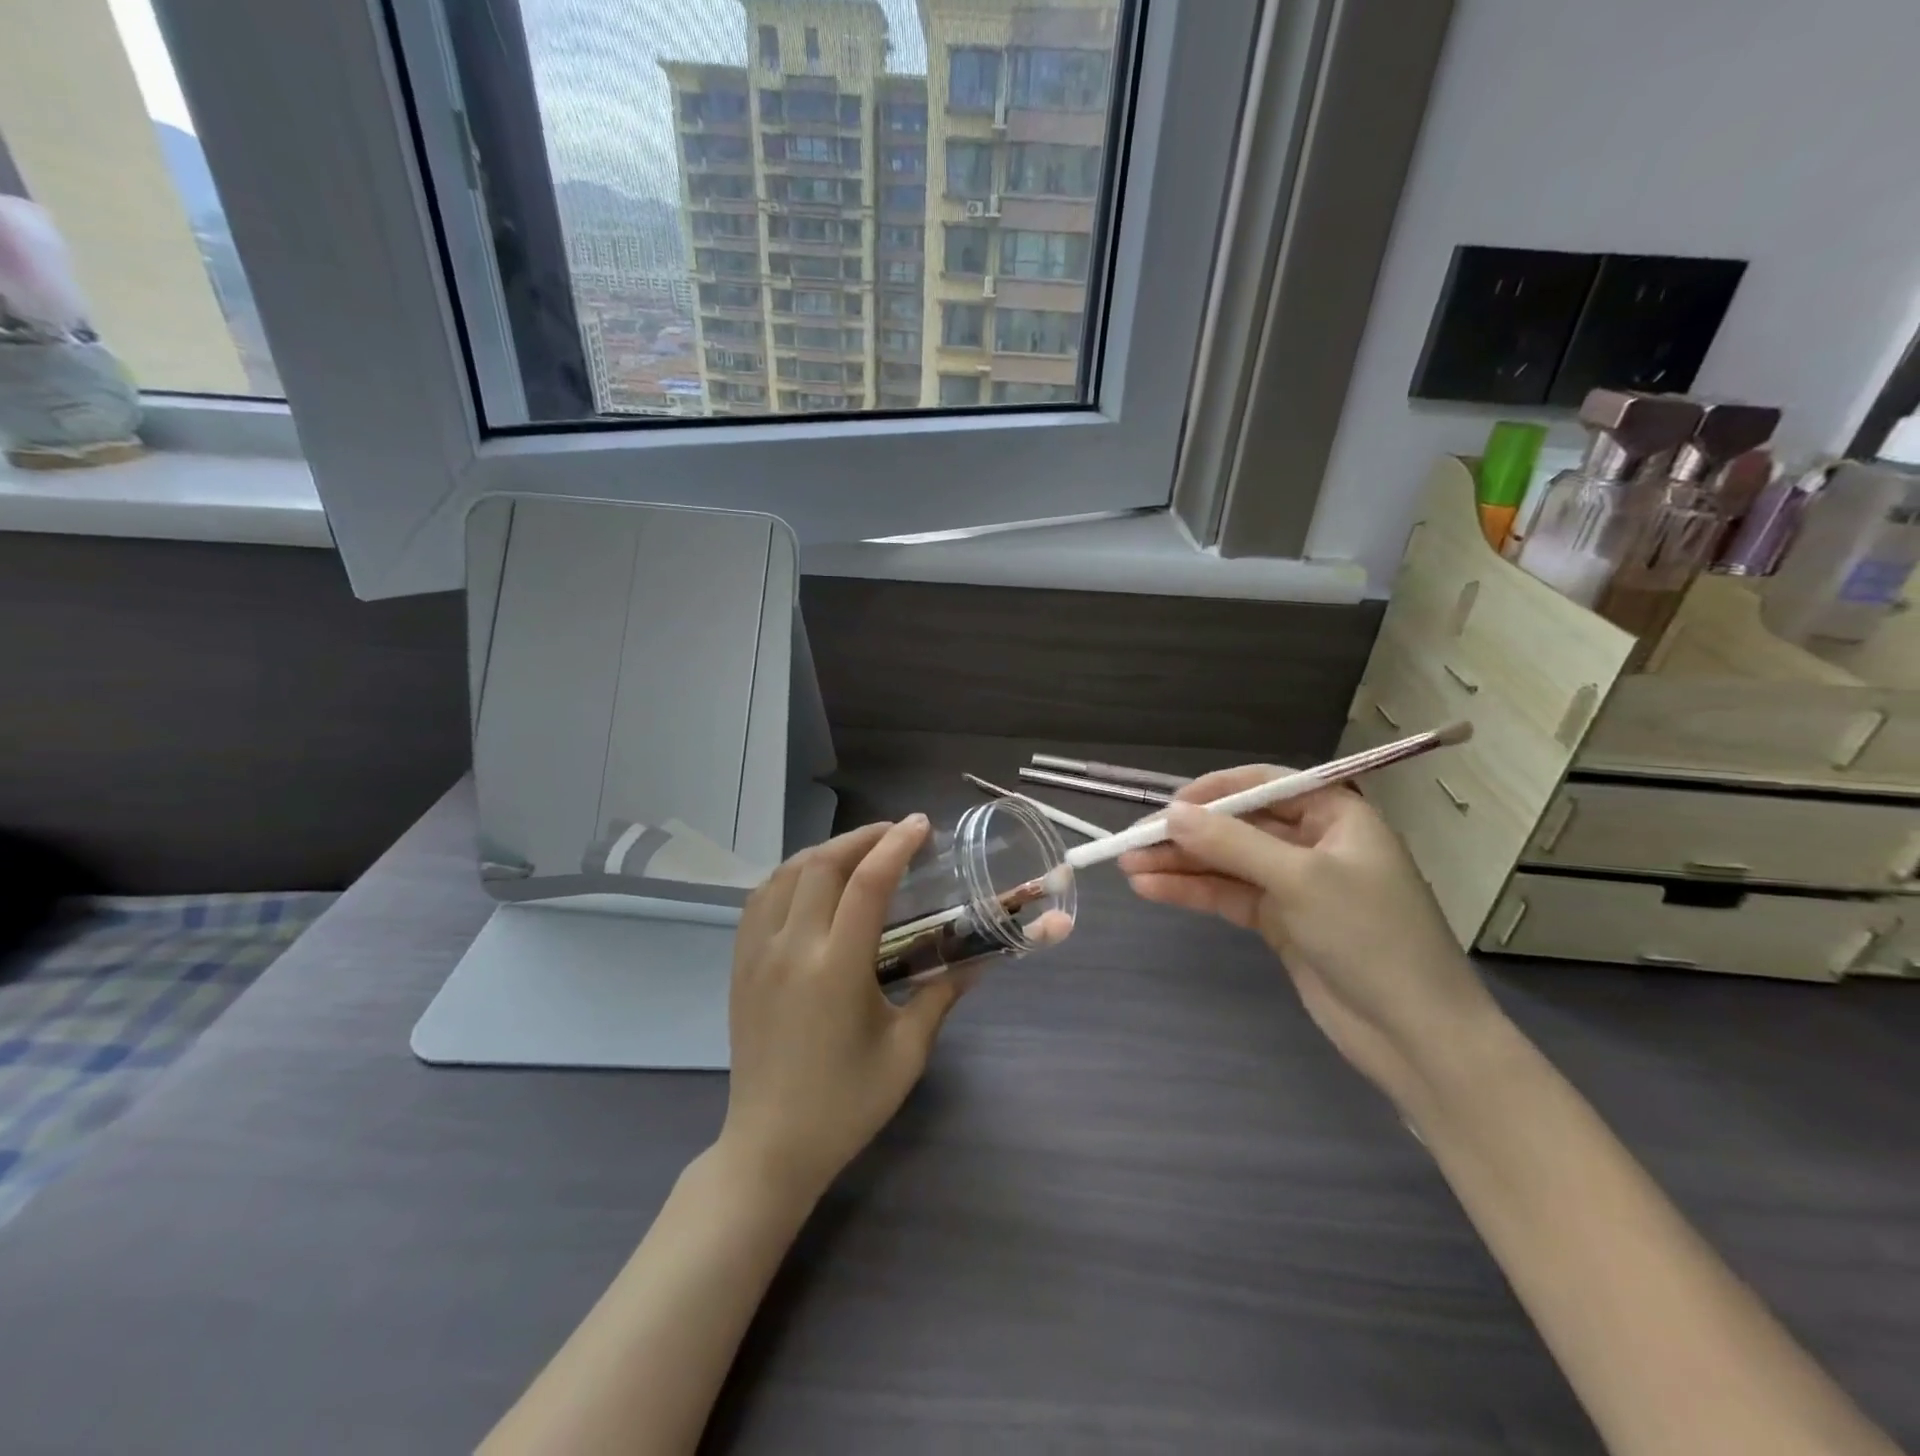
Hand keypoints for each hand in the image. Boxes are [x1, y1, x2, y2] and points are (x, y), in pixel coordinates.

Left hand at [720, 817, 968, 1204]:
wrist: (770, 1146)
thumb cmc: (846, 1104)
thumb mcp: (906, 1053)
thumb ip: (941, 997)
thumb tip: (978, 962)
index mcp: (836, 969)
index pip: (868, 884)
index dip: (896, 845)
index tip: (921, 825)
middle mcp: (791, 949)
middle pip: (823, 864)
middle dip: (863, 837)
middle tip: (896, 833)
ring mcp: (757, 954)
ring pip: (786, 873)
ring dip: (825, 851)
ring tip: (859, 851)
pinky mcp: (739, 965)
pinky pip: (760, 898)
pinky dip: (790, 874)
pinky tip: (811, 880)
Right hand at [1120, 769, 1500, 1105]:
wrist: (1416, 1035)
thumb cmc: (1371, 936)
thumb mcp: (1300, 879)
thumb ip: (1231, 844)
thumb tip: (1170, 815)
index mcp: (1335, 814)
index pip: (1265, 785)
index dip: (1212, 791)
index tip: (1167, 807)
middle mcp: (1313, 841)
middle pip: (1237, 825)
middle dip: (1186, 834)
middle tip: (1131, 843)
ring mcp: (1294, 884)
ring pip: (1226, 862)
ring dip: (1179, 865)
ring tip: (1128, 868)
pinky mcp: (1279, 921)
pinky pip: (1228, 895)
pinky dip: (1192, 892)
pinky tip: (1150, 890)